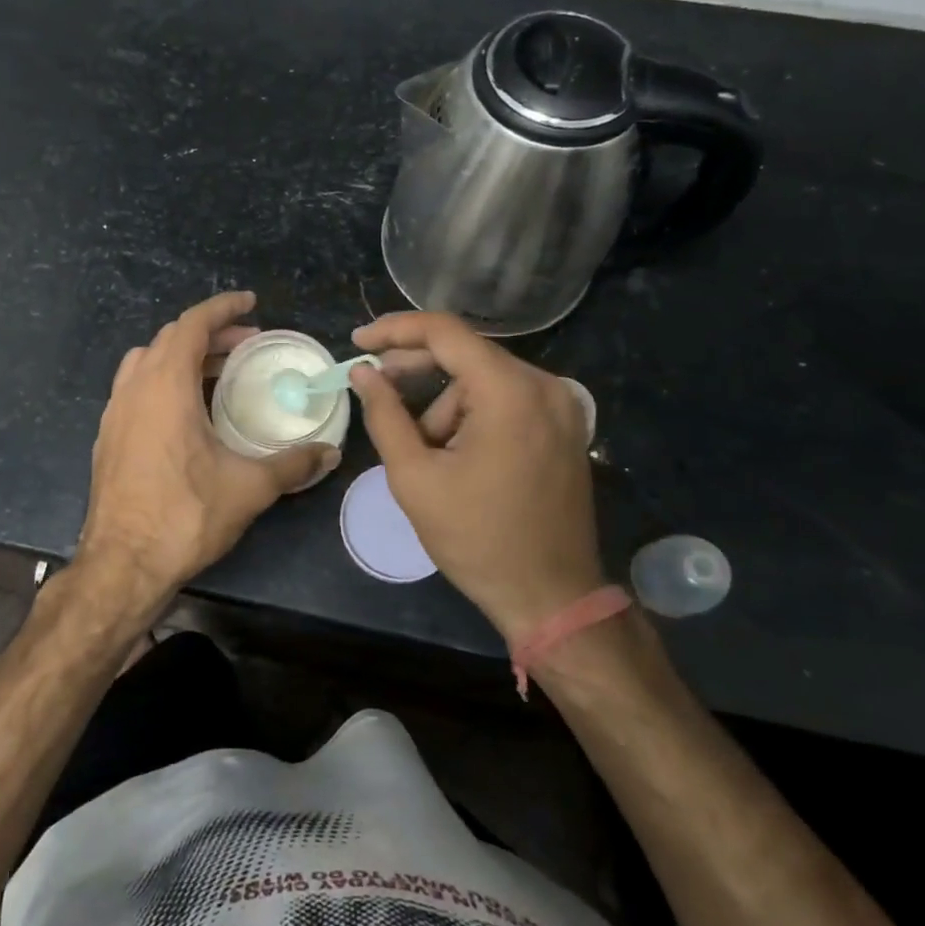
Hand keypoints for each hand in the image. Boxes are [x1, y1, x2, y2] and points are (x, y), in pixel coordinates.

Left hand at [79, 292, 336, 606]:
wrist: (122, 565)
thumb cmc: (185, 515)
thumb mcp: (249, 487)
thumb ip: (292, 464)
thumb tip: (328, 453)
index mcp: (165, 386)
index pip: (191, 325)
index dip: (222, 308)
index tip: (251, 303)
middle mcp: (134, 389)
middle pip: (170, 339)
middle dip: (209, 334)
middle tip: (246, 346)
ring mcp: (114, 413)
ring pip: (146, 361)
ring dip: (182, 355)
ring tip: (216, 373)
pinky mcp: (107, 437)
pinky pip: (135, 388)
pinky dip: (162, 380)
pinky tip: (185, 412)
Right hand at [349, 311, 602, 641]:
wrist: (551, 596)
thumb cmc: (477, 538)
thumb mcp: (415, 477)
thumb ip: (384, 415)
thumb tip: (363, 372)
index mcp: (509, 391)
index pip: (445, 332)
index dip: (395, 330)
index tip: (359, 342)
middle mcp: (543, 385)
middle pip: (466, 354)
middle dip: (416, 370)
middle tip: (375, 387)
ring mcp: (561, 406)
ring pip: (483, 381)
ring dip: (445, 406)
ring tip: (425, 455)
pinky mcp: (565, 426)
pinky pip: (506, 400)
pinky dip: (473, 415)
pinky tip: (455, 454)